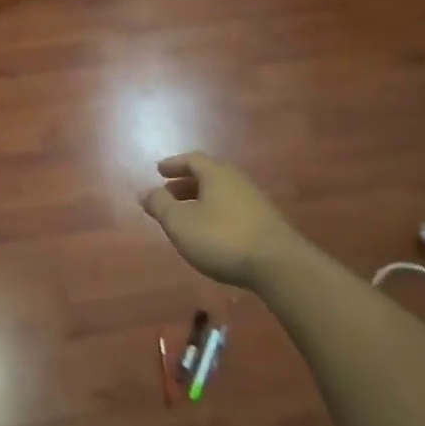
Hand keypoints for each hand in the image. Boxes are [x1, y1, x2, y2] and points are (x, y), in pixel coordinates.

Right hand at [140, 152, 306, 291]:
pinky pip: (232, 209)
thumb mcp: (180, 222)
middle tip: (168, 193)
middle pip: (208, 175)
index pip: (192, 159)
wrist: (279, 266)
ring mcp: (255, 202)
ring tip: (185, 215)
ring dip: (200, 200)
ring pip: (221, 193)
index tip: (159, 170)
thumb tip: (145, 192)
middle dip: (185, 184)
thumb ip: (160, 205)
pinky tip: (209, 232)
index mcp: (216, 174)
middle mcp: (237, 181)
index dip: (174, 164)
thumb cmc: (222, 238)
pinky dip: (215, 213)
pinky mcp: (265, 223)